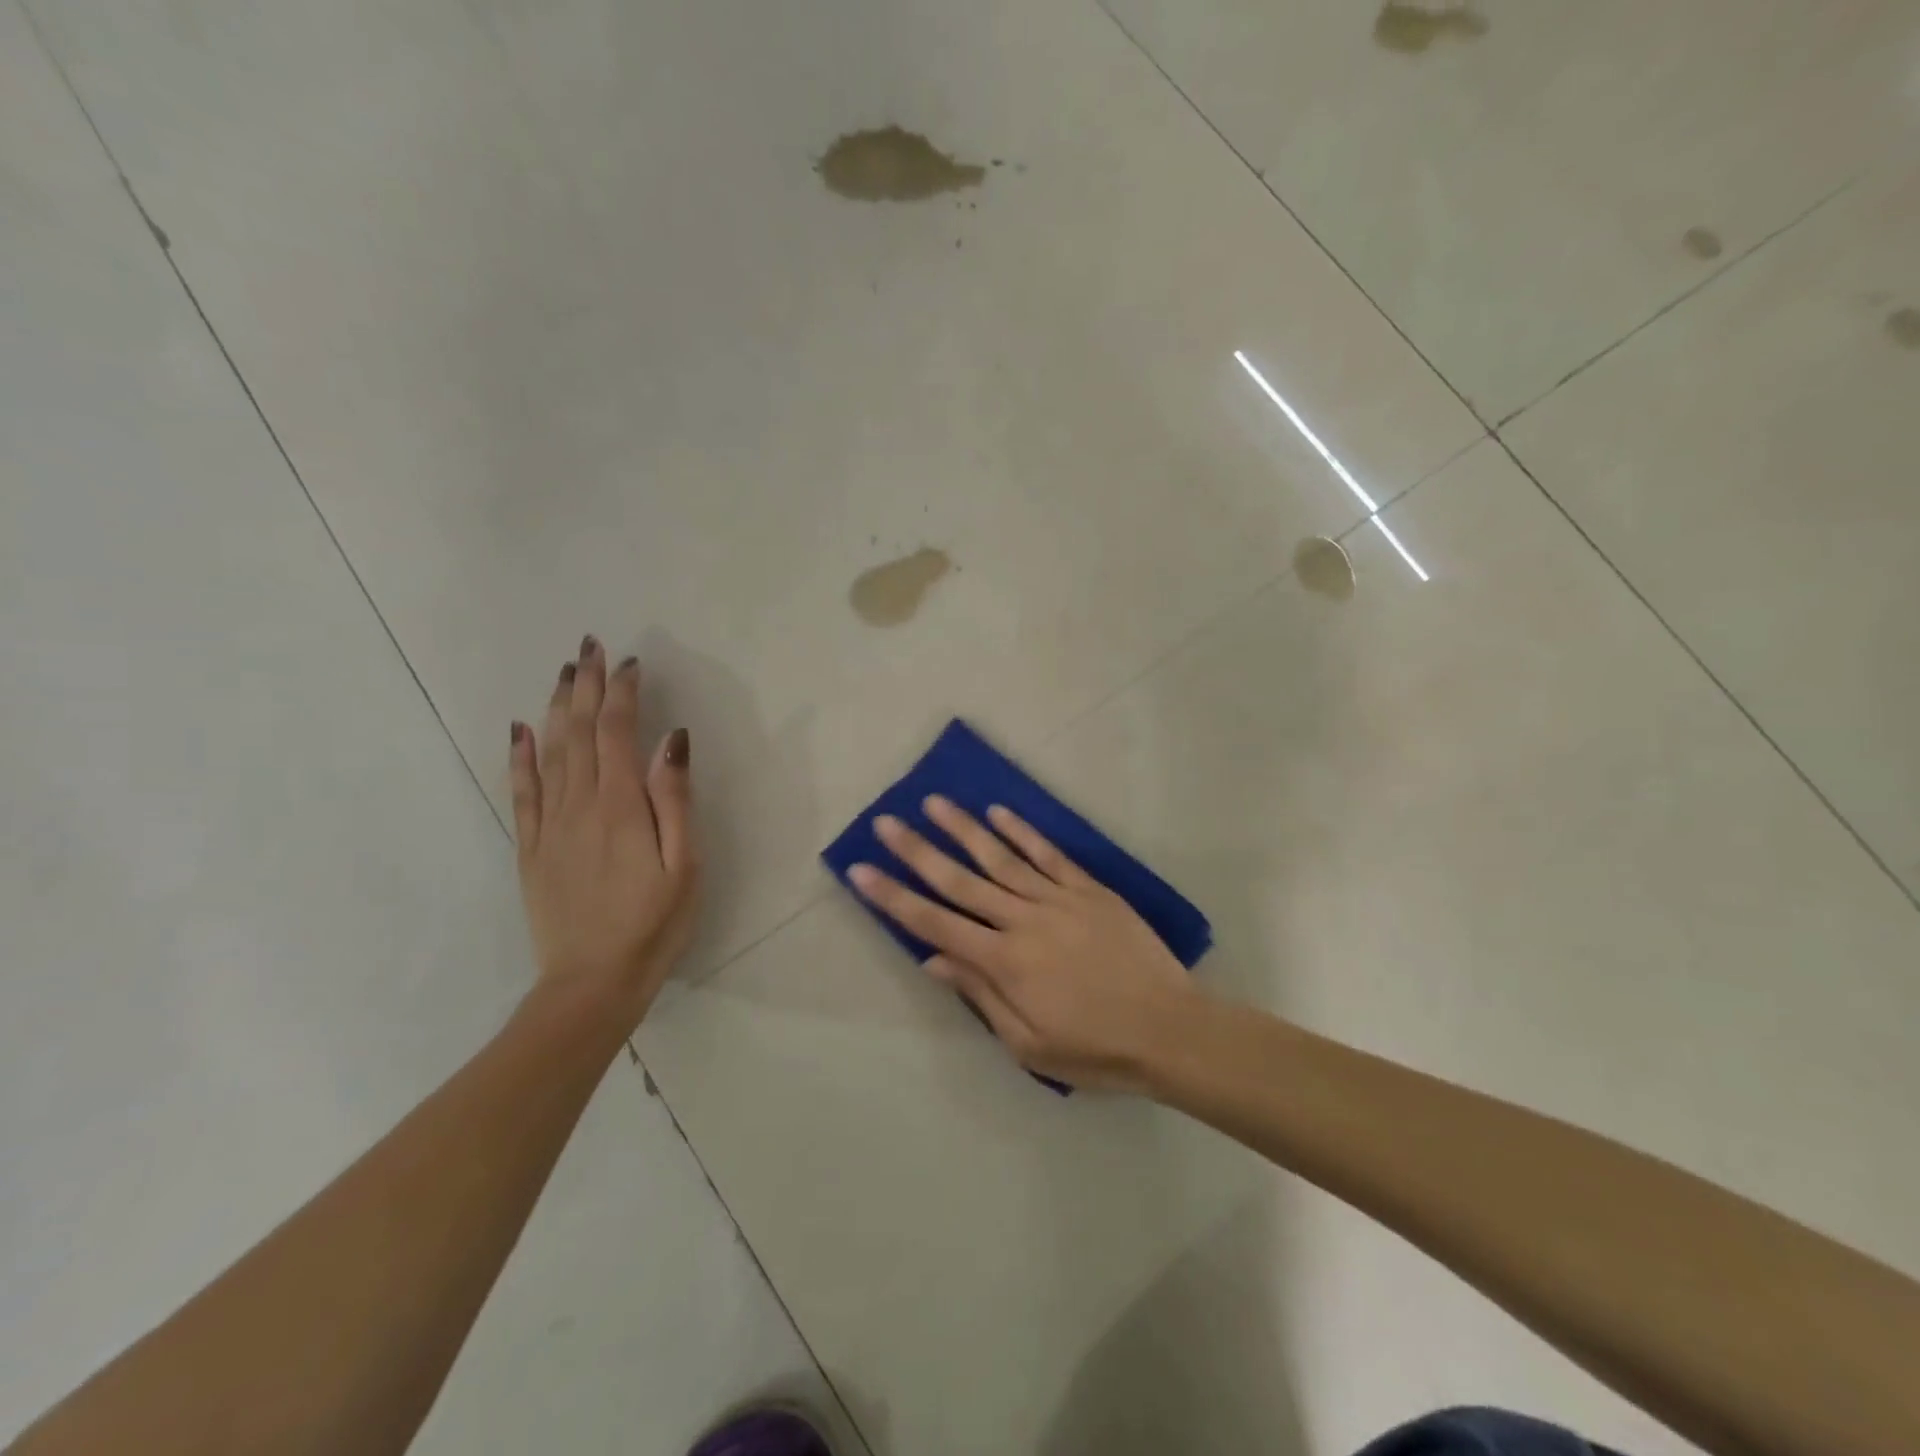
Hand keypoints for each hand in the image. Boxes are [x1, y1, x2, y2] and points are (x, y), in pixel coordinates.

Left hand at [509, 637, 698, 1028]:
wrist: (591, 983)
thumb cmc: (654, 924)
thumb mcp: (685, 865)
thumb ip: (674, 799)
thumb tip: (672, 741)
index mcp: (620, 807)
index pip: (617, 733)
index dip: (622, 694)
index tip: (630, 663)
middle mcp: (579, 805)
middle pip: (578, 732)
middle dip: (585, 686)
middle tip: (589, 647)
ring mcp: (550, 826)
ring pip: (548, 752)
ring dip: (556, 708)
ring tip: (564, 673)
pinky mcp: (532, 848)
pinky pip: (522, 791)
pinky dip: (519, 756)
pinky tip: (518, 730)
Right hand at [848, 798, 1197, 1090]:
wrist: (1169, 1030)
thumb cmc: (1094, 1049)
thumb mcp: (1027, 1044)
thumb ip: (979, 995)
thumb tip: (932, 959)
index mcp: (1003, 962)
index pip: (935, 923)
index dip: (894, 897)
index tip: (862, 871)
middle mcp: (1023, 921)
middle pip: (959, 880)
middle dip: (918, 851)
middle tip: (886, 822)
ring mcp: (1058, 899)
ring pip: (1001, 857)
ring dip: (964, 828)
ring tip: (934, 802)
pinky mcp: (1089, 889)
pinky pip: (1049, 854)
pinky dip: (1023, 832)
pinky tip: (999, 812)